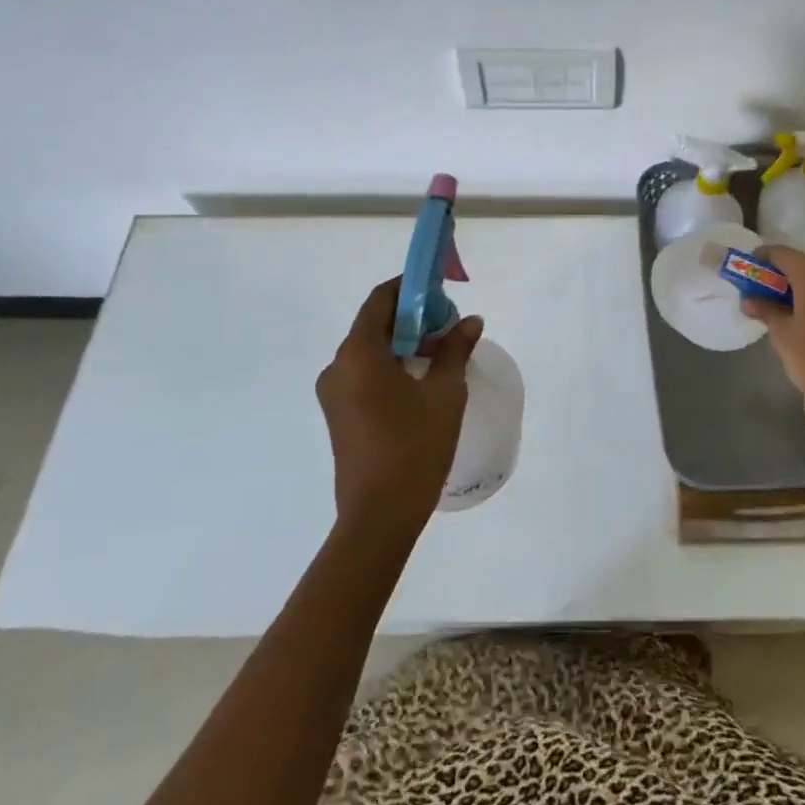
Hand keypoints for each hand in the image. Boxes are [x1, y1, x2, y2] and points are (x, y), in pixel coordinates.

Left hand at [316, 277, 483, 535]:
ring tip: (441, 353)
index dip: (410, 288)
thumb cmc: (414, 446)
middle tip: (449, 325)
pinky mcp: (339, 415)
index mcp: (358, 353)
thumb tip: (470, 321)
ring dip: (403, 343)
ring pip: (370, 351)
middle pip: (374, 324)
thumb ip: (455, 349)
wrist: (379, 517)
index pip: (380, 300)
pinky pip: (364, 374)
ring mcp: (334, 393)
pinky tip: (421, 381)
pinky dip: (391, 366)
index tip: (440, 290)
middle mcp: (338, 366)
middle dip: (412, 317)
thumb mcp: (444, 392)